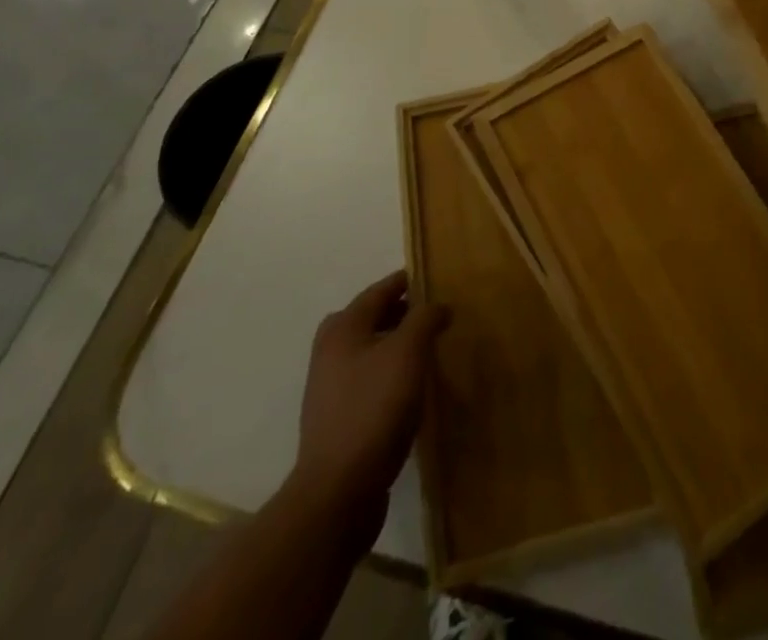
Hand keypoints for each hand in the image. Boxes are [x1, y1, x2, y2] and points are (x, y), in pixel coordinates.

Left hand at [294, 271, 449, 506]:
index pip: (379, 291)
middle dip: (400, 312)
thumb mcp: (407, 352)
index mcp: (342, 329)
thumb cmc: (374, 408)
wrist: (339, 491)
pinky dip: (390, 374)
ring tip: (429, 349)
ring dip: (396, 345)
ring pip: (369, 351)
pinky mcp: (338, 421)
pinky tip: (412, 388)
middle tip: (433, 313)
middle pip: (369, 319)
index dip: (406, 281)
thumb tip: (438, 305)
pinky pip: (369, 381)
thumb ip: (424, 318)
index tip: (434, 276)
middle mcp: (330, 353)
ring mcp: (330, 390)